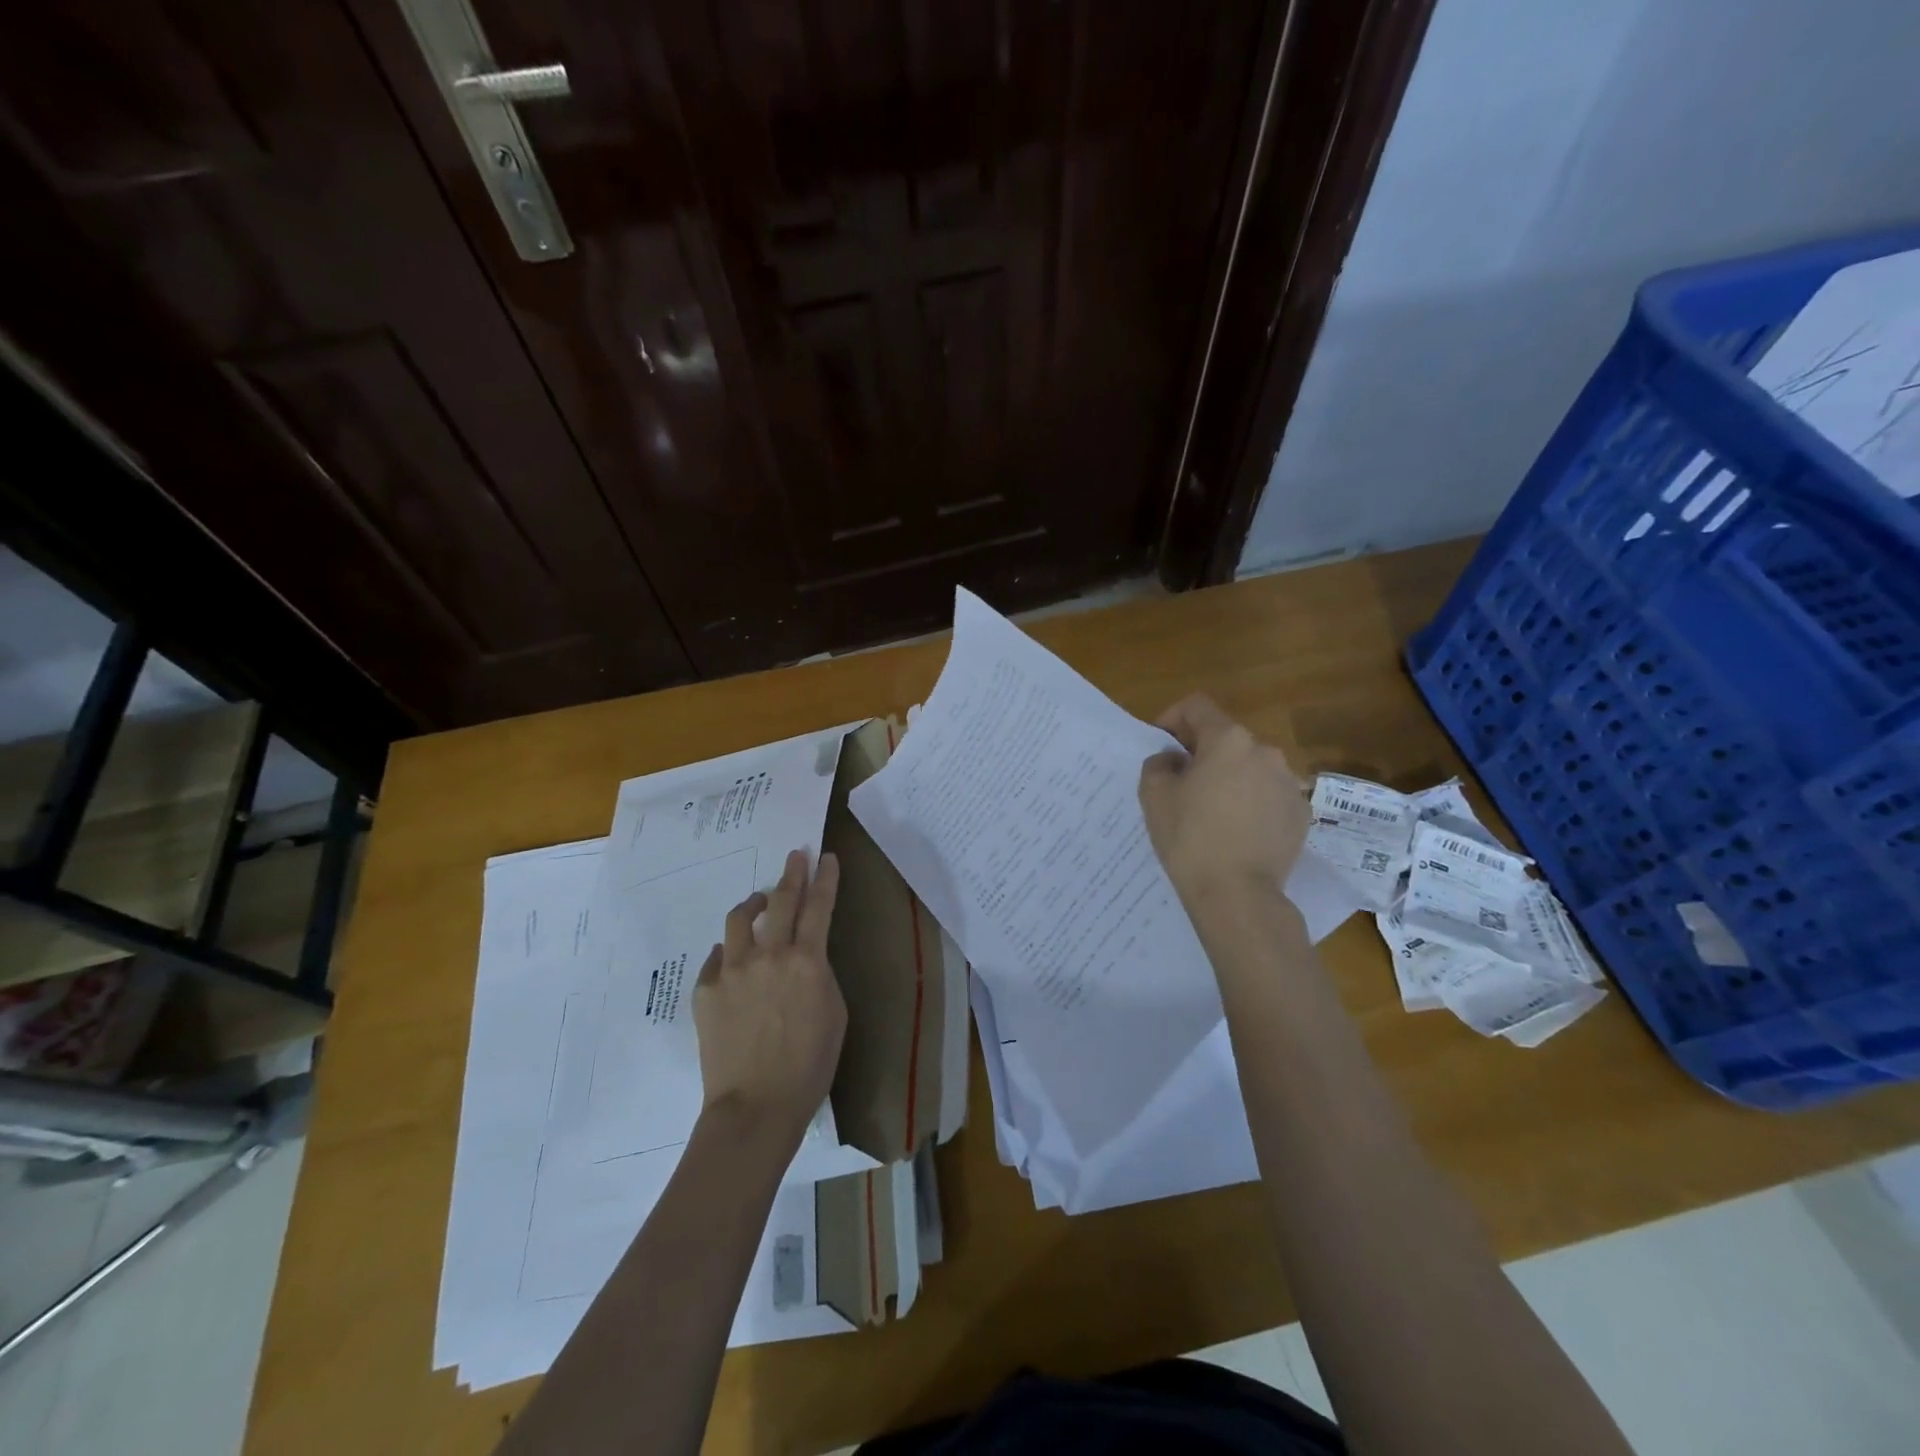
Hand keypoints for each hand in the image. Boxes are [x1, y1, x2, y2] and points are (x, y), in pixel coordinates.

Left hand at [693, 849, 846, 1141]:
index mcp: (807, 961)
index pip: (819, 906)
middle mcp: (769, 955)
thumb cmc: (810, 1065)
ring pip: (740, 919)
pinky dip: (728, 951)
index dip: (825, 878)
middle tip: (794, 856)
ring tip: (759, 901)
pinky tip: (732, 957)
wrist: (756, 1106)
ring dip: (754, 903)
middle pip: (781, 901)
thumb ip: (820, 975)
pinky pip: (717, 958)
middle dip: (792, 874)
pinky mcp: (707, 989)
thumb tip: (805, 958)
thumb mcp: (835, 1013)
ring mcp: (733, 970)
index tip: (825, 857)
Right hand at [1139, 694, 1309, 900]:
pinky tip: (1237, 831)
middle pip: (1226, 738)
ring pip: (1250, 767)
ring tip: (1211, 811)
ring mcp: (1289, 782)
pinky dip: (1251, 802)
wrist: (1238, 894)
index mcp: (1228, 739)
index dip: (1172, 719)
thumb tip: (1173, 760)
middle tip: (1181, 783)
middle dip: (1202, 753)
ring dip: (1229, 777)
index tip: (1161, 746)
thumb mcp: (1155, 796)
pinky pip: (1268, 795)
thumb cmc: (1190, 838)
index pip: (1196, 707)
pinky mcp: (1301, 813)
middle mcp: (1265, 751)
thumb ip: (1158, 764)